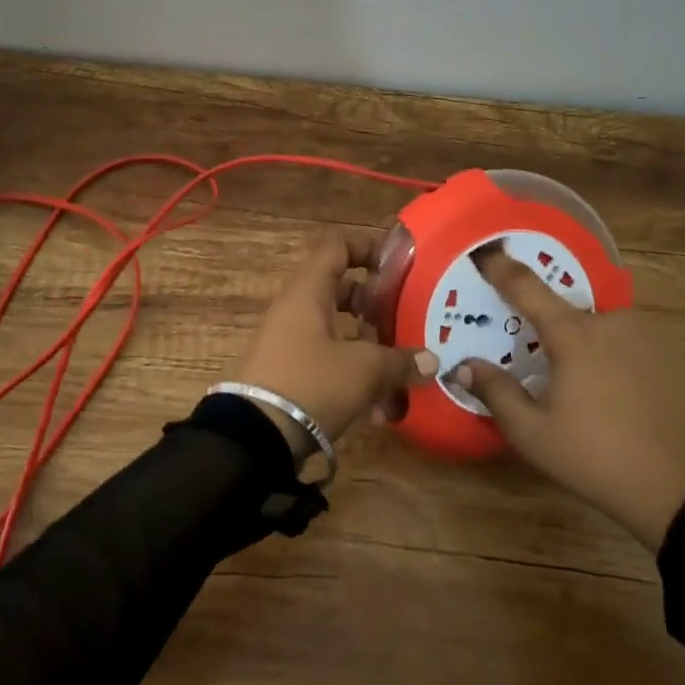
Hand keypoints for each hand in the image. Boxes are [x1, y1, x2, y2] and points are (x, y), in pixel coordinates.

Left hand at [233, 232, 436, 459]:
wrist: (253, 437)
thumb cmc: (311, 383)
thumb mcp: (364, 370)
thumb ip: (400, 360)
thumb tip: (431, 360)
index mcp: (309, 292)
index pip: (337, 247)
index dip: (367, 247)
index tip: (398, 264)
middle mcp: (296, 309)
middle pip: (339, 291)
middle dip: (375, 304)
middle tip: (405, 317)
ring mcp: (288, 342)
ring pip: (336, 331)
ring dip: (368, 347)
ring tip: (400, 371)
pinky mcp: (287, 373)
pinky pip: (326, 362)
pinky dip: (352, 376)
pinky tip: (379, 411)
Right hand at [454, 245, 684, 548]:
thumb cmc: (599, 460)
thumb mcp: (534, 436)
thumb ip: (496, 393)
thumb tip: (464, 366)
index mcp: (573, 334)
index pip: (526, 287)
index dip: (500, 267)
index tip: (484, 252)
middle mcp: (611, 320)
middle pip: (569, 314)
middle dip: (553, 333)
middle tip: (548, 368)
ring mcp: (650, 333)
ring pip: (604, 329)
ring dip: (591, 347)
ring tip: (592, 392)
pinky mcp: (678, 353)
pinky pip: (636, 344)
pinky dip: (622, 358)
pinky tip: (626, 396)